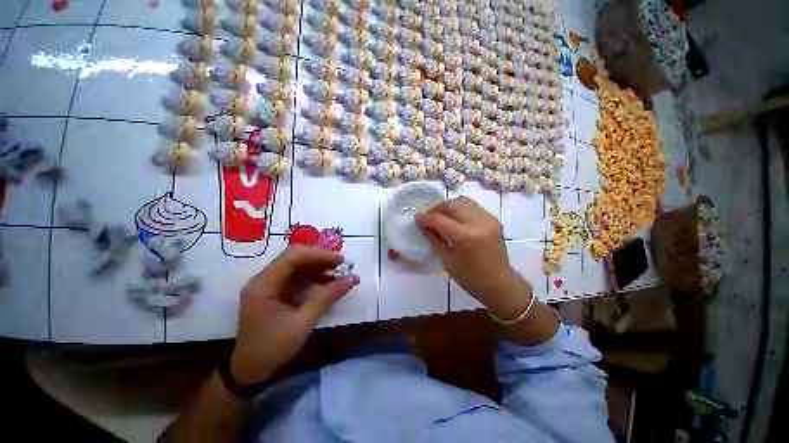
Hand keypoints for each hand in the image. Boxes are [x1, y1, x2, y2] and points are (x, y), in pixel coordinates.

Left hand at [230, 246, 358, 384]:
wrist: (250, 370)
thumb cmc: (272, 349)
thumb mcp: (302, 324)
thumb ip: (326, 298)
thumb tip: (352, 279)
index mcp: (264, 284)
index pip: (292, 257)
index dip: (318, 254)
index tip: (340, 260)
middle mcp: (265, 278)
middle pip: (296, 258)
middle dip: (321, 259)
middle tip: (343, 265)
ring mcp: (271, 284)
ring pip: (299, 266)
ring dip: (320, 267)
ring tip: (340, 272)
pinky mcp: (278, 291)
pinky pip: (299, 277)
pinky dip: (316, 277)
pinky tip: (329, 281)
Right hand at [416, 197, 531, 319]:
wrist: (500, 284)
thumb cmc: (470, 278)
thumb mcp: (447, 260)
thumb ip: (434, 239)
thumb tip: (423, 225)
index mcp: (466, 237)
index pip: (439, 219)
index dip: (425, 218)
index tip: (416, 219)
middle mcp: (478, 222)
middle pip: (452, 204)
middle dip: (436, 208)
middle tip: (428, 218)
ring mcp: (488, 219)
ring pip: (462, 201)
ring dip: (448, 207)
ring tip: (440, 217)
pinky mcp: (493, 219)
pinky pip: (471, 207)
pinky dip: (459, 209)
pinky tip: (454, 220)